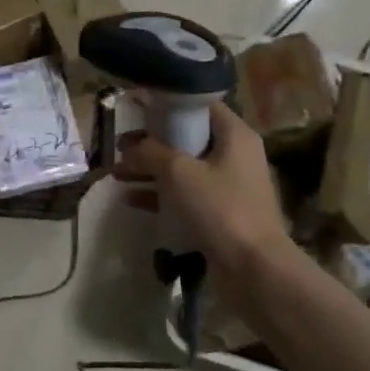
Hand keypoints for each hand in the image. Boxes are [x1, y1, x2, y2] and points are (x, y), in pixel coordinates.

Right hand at [114, 102, 288, 273]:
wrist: (252, 266)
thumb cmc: (218, 207)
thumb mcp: (178, 172)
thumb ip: (150, 152)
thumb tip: (131, 147)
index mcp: (234, 135)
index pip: (200, 105)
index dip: (168, 104)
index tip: (138, 109)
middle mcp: (235, 155)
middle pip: (188, 138)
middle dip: (152, 142)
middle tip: (121, 146)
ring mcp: (228, 186)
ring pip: (183, 168)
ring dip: (151, 170)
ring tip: (117, 173)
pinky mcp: (220, 213)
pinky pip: (185, 195)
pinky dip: (160, 195)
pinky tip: (131, 199)